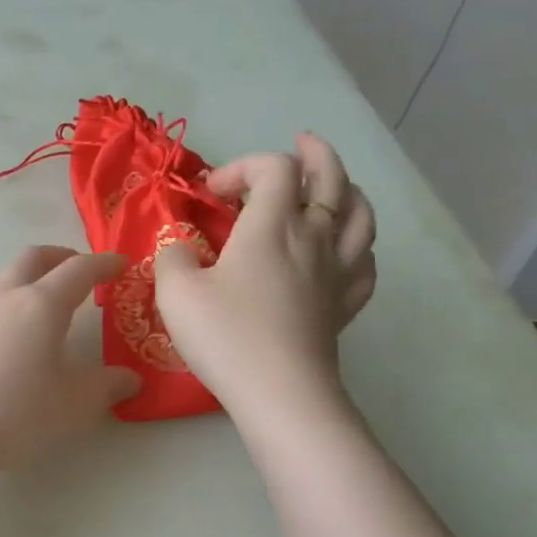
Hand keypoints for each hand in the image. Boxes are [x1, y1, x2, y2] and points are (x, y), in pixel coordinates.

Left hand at [0, 246, 140, 470]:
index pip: (78, 270)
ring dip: (27, 275)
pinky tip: (12, 331)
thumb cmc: (16, 410)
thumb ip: (106, 386)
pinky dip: (7, 300)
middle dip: (62, 257)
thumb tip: (131, 379)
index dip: (104, 264)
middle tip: (81, 270)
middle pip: (34, 258)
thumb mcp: (73, 402)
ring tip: (42, 296)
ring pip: (3, 276)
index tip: (122, 265)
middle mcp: (7, 298)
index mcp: (42, 304)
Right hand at [155, 132, 376, 411]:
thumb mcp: (176, 292)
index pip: (273, 168)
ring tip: (334, 189)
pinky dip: (358, 247)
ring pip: (361, 215)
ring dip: (348, 191)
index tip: (210, 195)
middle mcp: (314, 237)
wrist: (280, 393)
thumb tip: (177, 246)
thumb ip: (171, 257)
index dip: (241, 167)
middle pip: (331, 178)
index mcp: (273, 225)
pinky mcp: (345, 306)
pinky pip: (365, 264)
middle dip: (315, 154)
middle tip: (301, 144)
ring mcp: (337, 272)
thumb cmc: (226, 336)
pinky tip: (346, 252)